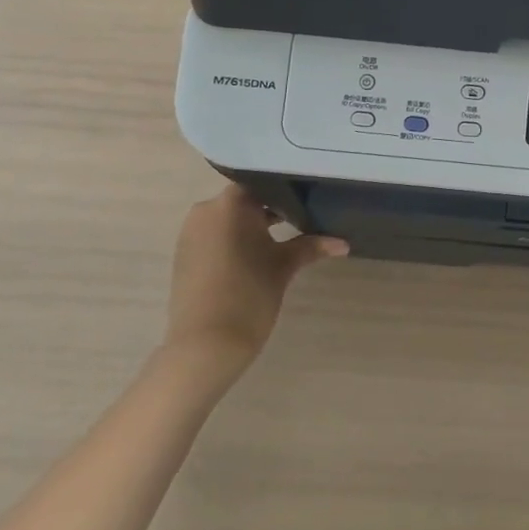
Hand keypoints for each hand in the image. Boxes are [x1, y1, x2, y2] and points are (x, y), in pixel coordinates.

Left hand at [163, 184, 347, 384]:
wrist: (205, 346)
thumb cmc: (249, 296)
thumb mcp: (284, 267)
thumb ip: (312, 247)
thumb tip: (344, 243)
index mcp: (230, 204)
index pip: (263, 182)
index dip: (287, 188)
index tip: (309, 195)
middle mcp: (205, 210)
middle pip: (245, 200)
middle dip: (272, 208)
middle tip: (303, 216)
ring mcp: (190, 233)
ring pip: (229, 218)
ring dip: (253, 225)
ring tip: (284, 236)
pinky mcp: (184, 254)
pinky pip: (215, 235)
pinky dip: (235, 239)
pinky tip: (256, 255)